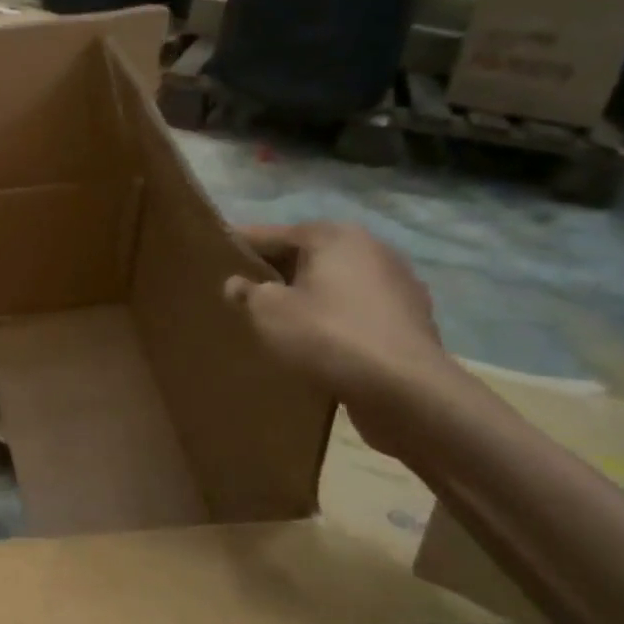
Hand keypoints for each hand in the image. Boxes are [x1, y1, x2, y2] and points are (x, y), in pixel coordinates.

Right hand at [222, 221, 453, 456]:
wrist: (405, 390)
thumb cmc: (327, 336)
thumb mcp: (268, 313)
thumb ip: (247, 293)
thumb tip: (237, 284)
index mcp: (333, 236)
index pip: (272, 233)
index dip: (239, 247)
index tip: (214, 259)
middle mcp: (370, 248)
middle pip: (307, 256)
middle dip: (276, 273)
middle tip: (243, 295)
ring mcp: (397, 283)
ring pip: (334, 284)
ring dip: (308, 297)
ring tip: (280, 322)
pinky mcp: (410, 318)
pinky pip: (357, 311)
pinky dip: (335, 320)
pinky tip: (318, 344)